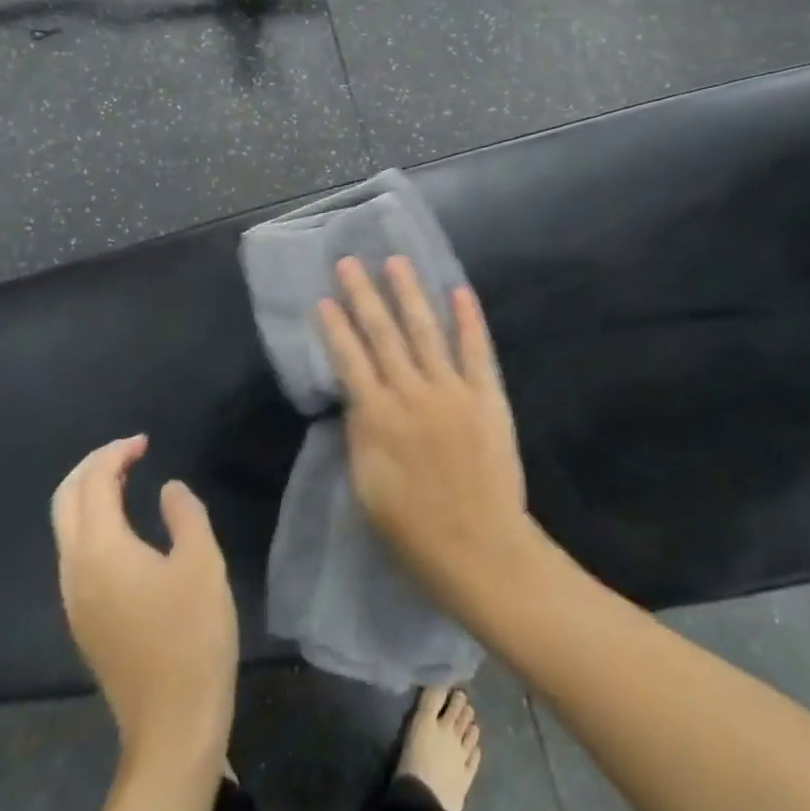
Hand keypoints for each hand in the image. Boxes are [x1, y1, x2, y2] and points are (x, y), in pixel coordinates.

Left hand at [51, 436, 237, 768]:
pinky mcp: (84, 620)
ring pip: (66, 529)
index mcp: (100, 551)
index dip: (115, 454)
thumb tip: (168, 489)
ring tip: (128, 480)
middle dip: (91, 467)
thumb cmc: (192, 636)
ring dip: (89, 494)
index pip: (93, 483)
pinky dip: (93, 523)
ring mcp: (74, 600)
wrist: (173, 724)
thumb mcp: (202, 563)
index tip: (145, 442)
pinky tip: (125, 528)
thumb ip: (185, 514)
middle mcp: (75, 571)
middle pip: (64, 502)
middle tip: (129, 452)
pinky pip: (76, 553)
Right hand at [318, 257, 531, 605]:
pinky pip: (475, 350)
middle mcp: (411, 393)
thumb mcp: (366, 487)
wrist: (479, 549)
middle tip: (350, 262)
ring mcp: (452, 391)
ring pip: (426, 330)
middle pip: (383, 334)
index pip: (349, 360)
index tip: (323, 298)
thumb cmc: (412, 530)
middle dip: (364, 296)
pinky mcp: (486, 396)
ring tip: (397, 261)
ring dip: (409, 293)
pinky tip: (458, 290)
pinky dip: (467, 319)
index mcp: (378, 417)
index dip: (335, 327)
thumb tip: (354, 398)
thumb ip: (360, 435)